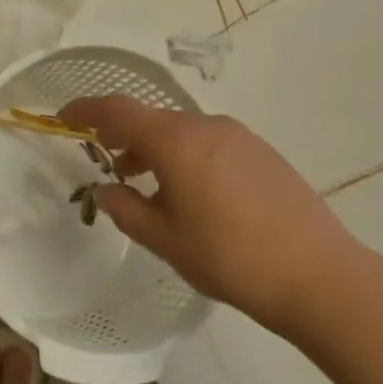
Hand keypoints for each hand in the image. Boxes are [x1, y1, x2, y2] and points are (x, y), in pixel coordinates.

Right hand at [59, 95, 363, 330]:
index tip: (64, 118)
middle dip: (122, 135)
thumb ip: (126, 209)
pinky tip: (190, 193)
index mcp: (177, 140)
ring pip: (182, 131)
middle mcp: (206, 126)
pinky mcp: (261, 152)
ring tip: (145, 184)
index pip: (118, 110)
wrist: (318, 274)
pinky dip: (185, 155)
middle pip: (152, 119)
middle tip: (106, 163)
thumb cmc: (229, 258)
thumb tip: (105, 189)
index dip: (86, 109)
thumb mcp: (165, 239)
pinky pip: (209, 142)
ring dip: (155, 148)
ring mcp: (239, 136)